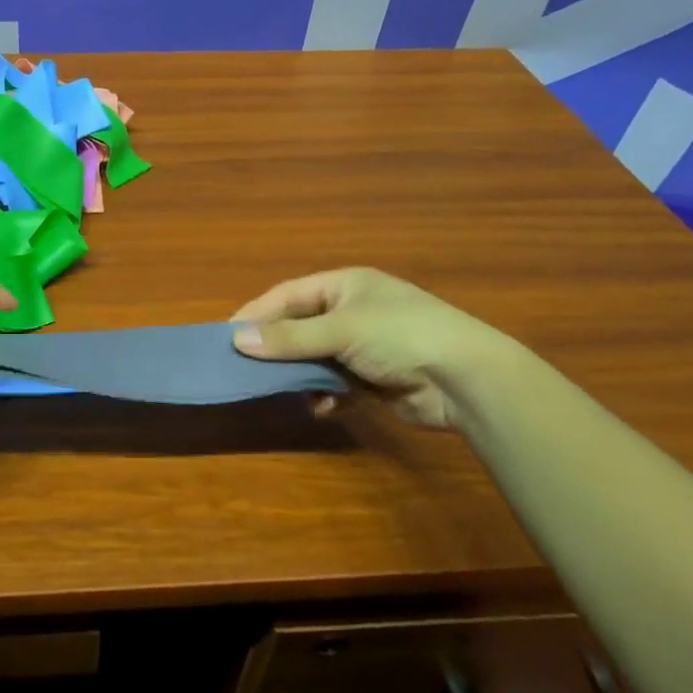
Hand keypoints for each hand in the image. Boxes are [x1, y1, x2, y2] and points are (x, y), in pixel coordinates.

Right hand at [230, 268, 508, 428]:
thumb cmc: (399, 336)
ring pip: (315, 358)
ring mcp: (364, 346)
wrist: (465, 379)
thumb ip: (289, 337)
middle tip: (245, 366)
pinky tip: (322, 406)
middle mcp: (351, 311)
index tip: (226, 334)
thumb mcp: (340, 330)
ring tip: (283, 390)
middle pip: (300, 327)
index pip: (288, 295)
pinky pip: (335, 384)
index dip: (257, 313)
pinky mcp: (374, 379)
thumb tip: (236, 339)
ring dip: (300, 375)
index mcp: (344, 285)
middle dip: (276, 347)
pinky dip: (325, 395)